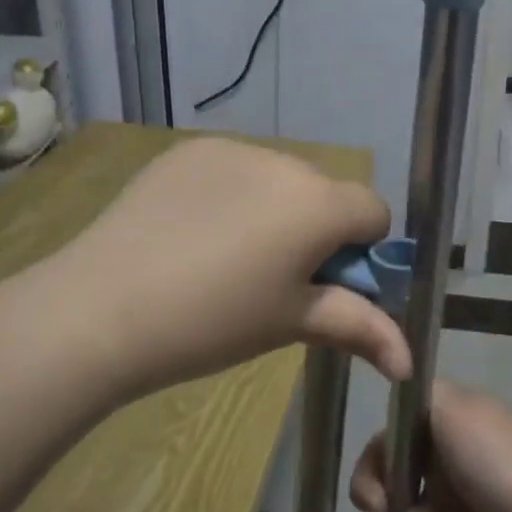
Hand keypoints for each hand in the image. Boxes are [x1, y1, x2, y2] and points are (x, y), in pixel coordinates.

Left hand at [51, 137, 410, 395]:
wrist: (101, 306)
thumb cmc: (211, 322)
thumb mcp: (290, 323)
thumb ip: (358, 328)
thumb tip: (409, 362)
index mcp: (317, 202)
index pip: (373, 211)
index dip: (361, 251)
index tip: (324, 284)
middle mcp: (283, 161)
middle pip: (324, 193)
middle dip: (316, 230)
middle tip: (273, 279)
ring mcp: (231, 149)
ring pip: (278, 179)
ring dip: (274, 209)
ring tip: (224, 257)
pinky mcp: (188, 150)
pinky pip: (232, 168)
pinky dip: (230, 194)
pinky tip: (192, 232)